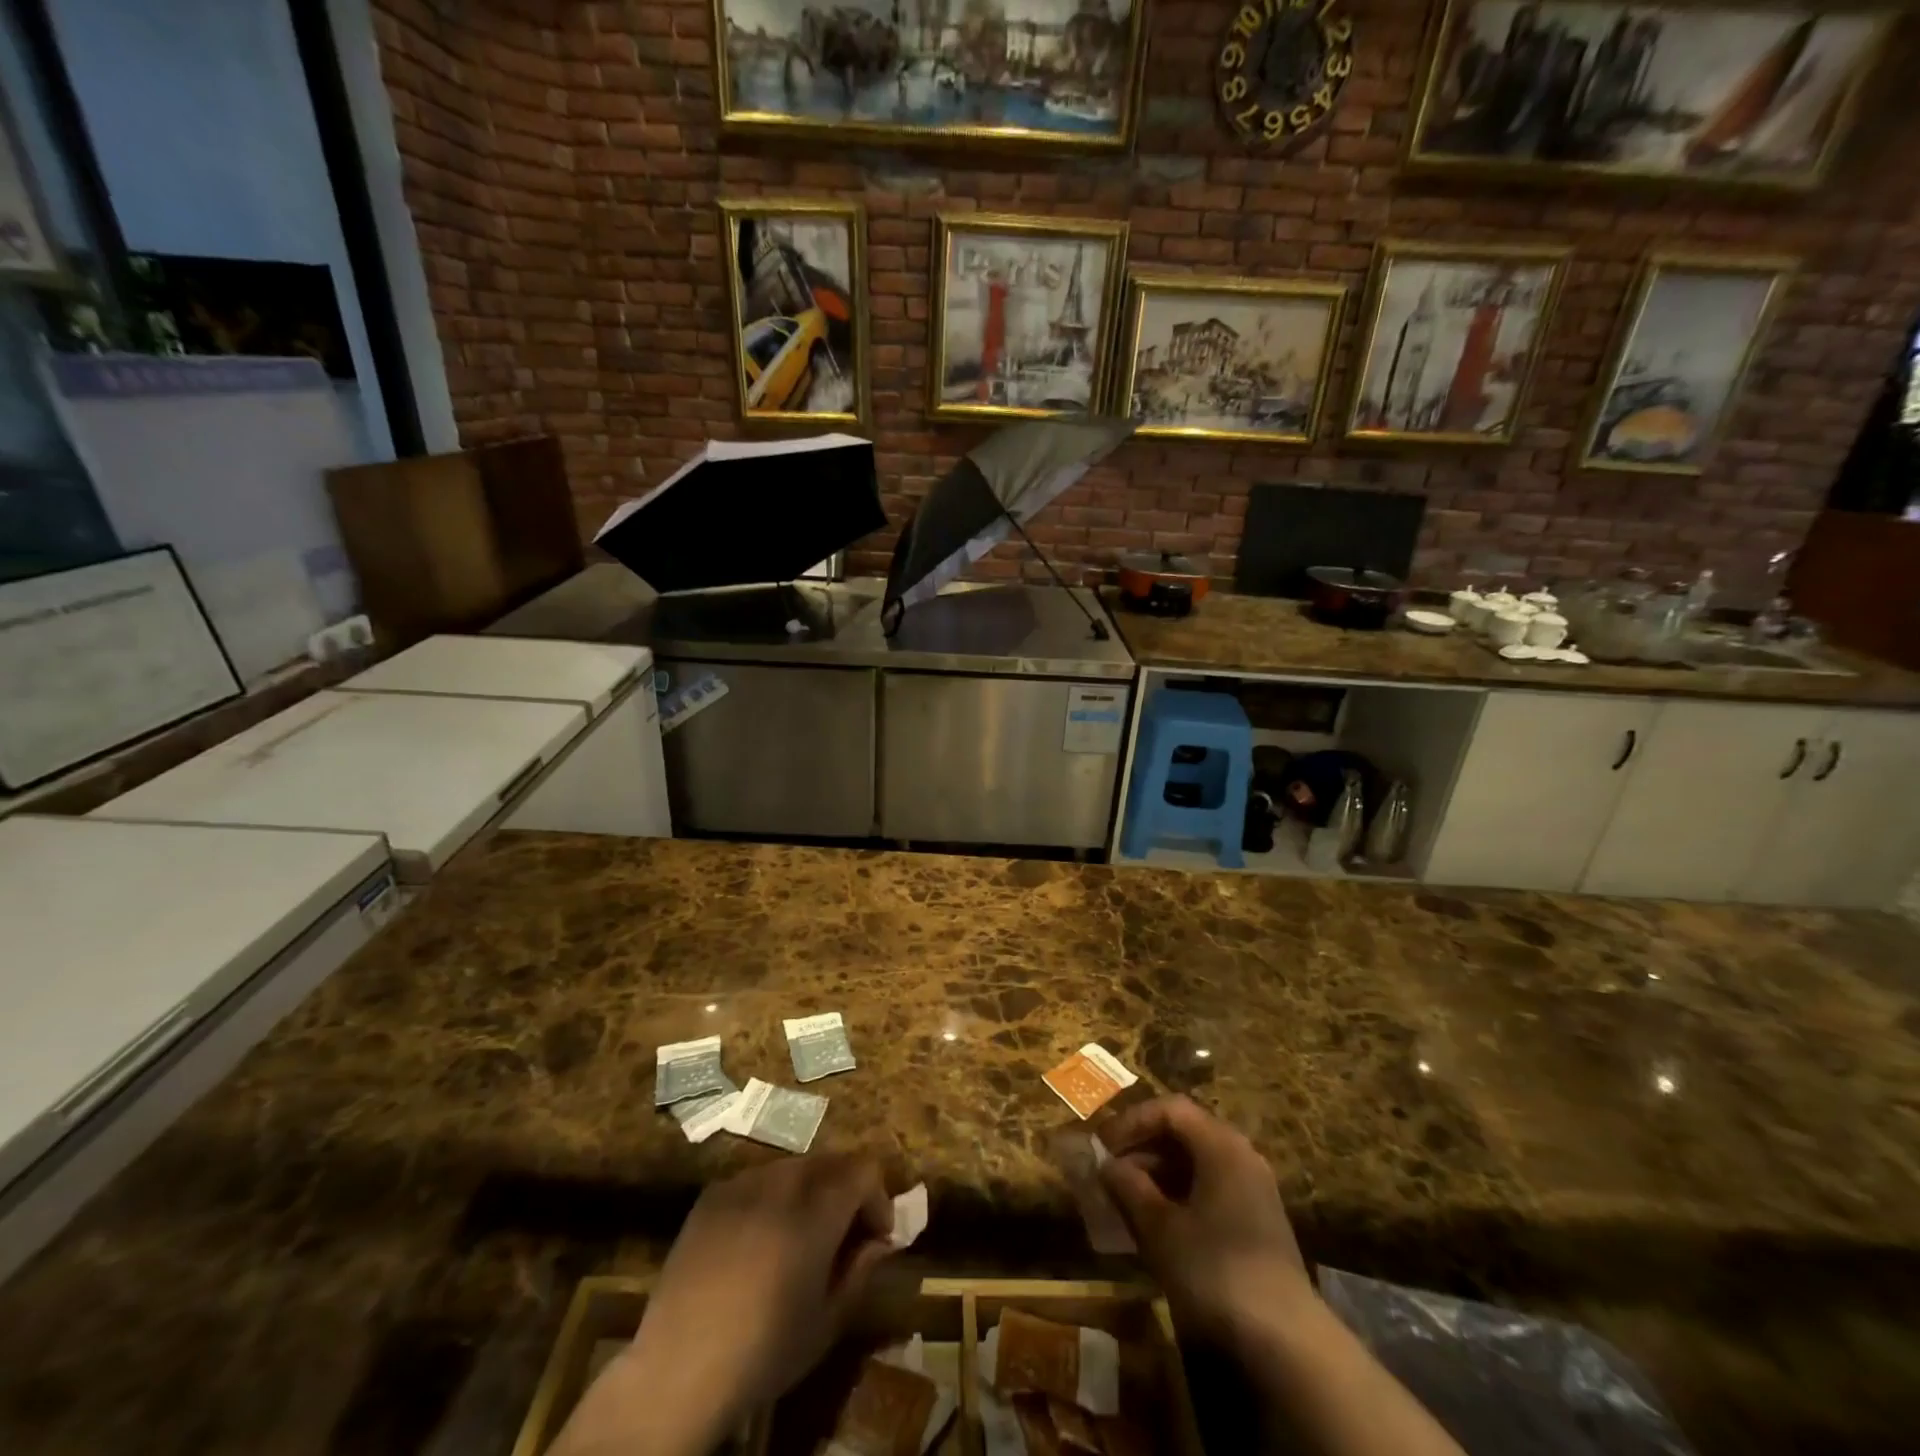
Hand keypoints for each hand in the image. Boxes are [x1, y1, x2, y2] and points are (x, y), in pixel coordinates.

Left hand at [553, 1153, 894, 1455]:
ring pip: (792, 1167)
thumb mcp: (827, 1322)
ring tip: (800, 1235)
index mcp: (816, 1211)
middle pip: (829, 1162)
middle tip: (843, 1233)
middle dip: (845, 1190)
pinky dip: (770, 1197)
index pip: (863, 1169)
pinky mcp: (711, 1196)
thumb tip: (878, 1240)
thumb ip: (860, 1270)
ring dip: (809, 1191)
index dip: (877, 1197)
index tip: (875, 1236)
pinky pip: (755, 1180)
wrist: (676, 1371)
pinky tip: (758, 1239)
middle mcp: (781, 1183)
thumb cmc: (763, 1352)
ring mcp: (742, 1184)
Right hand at [1097, 1095, 1313, 1353]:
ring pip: (1196, 1162)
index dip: (1131, 1121)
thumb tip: (1106, 1164)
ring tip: (1126, 1198)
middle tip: (1109, 1170)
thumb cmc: (1215, 1269)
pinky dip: (1179, 1194)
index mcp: (1220, 1144)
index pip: (1169, 1109)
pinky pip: (1210, 1188)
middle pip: (1184, 1132)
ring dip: (1158, 1173)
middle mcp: (1241, 1155)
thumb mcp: (1160, 1228)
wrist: (1286, 1342)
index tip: (1102, 1146)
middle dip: (1142, 1147)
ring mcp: (1253, 1188)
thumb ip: (1128, 1187)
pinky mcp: (1257, 1221)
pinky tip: (1157, 1223)